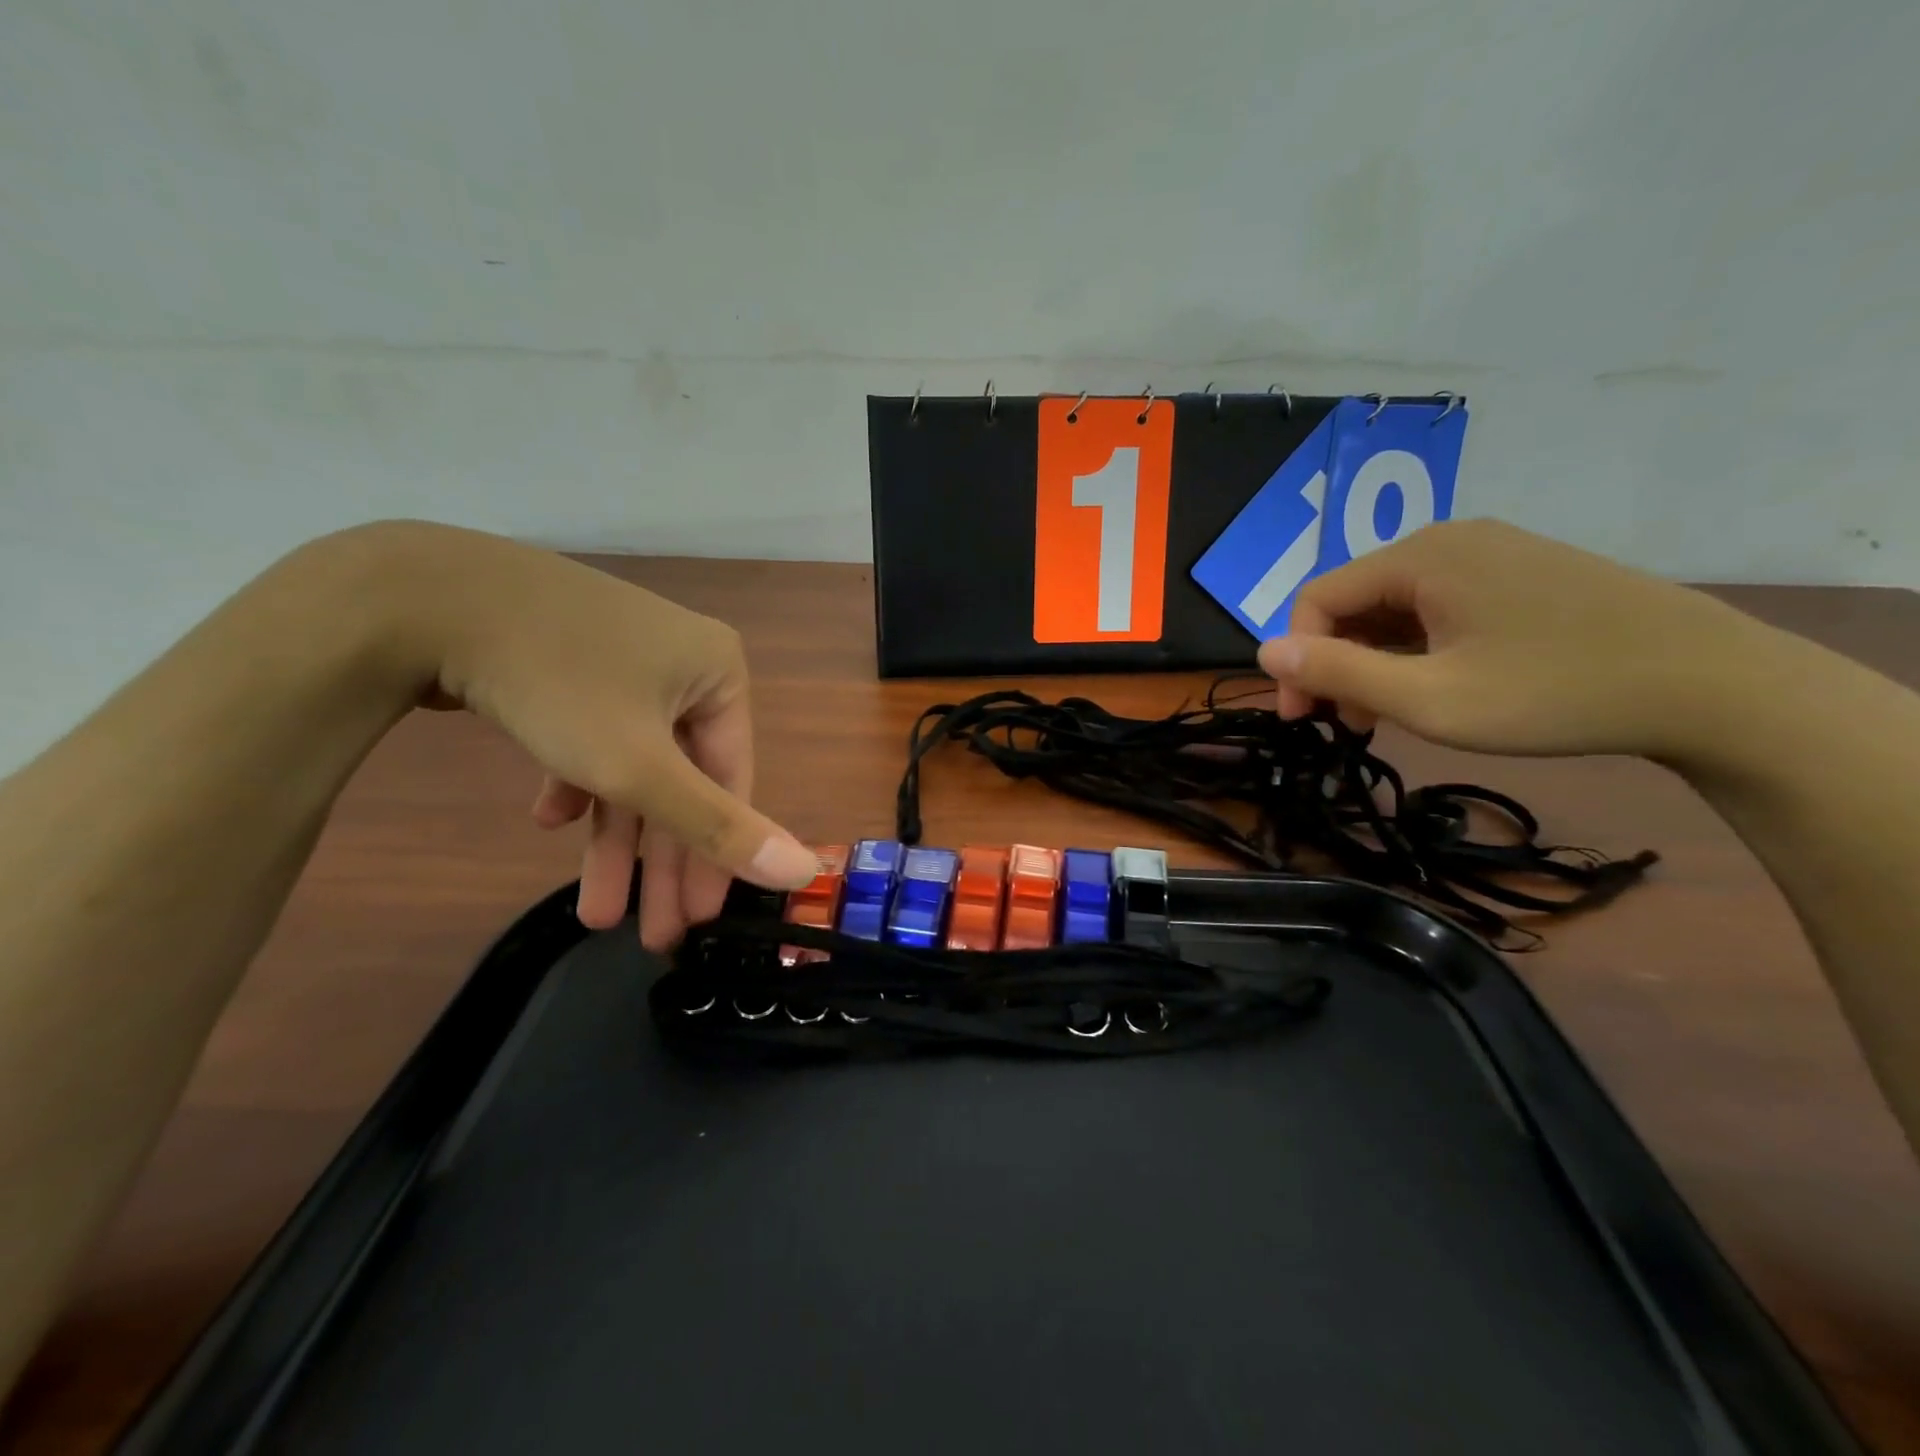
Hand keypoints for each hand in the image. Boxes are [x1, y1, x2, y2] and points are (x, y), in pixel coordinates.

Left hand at [372, 523, 816, 948]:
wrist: (422, 594)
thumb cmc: (557, 682)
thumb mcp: (640, 768)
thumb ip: (720, 825)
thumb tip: (809, 870)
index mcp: (720, 674)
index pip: (732, 779)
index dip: (716, 855)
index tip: (696, 921)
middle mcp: (684, 664)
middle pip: (682, 777)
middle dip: (659, 861)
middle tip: (650, 935)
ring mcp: (626, 660)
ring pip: (634, 762)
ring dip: (613, 835)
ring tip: (594, 911)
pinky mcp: (574, 662)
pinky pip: (595, 733)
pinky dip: (580, 780)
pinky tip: (550, 818)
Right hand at [1256, 519, 1777, 761]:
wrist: (1713, 686)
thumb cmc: (1554, 694)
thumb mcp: (1430, 698)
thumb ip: (1339, 672)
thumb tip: (1263, 649)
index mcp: (1420, 557)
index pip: (1318, 600)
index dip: (1297, 660)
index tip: (1305, 720)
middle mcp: (1449, 540)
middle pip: (1355, 601)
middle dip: (1336, 664)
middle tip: (1347, 725)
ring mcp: (1491, 553)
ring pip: (1396, 606)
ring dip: (1375, 661)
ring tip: (1390, 715)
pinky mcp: (1522, 573)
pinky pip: (1439, 606)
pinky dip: (1417, 648)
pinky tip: (1436, 686)